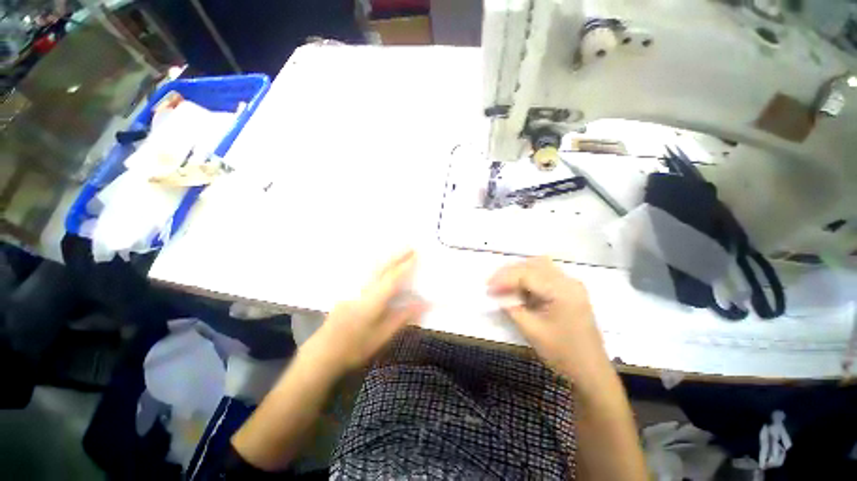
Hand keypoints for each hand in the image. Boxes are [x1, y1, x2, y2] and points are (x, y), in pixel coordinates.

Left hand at [308, 250, 425, 374]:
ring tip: (398, 250)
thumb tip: (422, 304)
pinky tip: (381, 263)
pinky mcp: (348, 291)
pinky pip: (366, 272)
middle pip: (382, 268)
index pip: (392, 279)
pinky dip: (377, 264)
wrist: (322, 353)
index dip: (405, 267)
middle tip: (411, 246)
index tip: (416, 256)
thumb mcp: (381, 336)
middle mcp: (362, 290)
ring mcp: (353, 289)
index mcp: (372, 302)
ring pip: (372, 268)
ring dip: (387, 257)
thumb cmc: (355, 348)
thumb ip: (401, 317)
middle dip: (397, 256)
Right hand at [488, 257, 608, 381]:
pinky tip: (519, 287)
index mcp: (562, 291)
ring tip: (503, 283)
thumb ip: (512, 308)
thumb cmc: (563, 354)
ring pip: (539, 266)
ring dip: (518, 271)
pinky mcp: (570, 290)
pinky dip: (529, 277)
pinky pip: (545, 274)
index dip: (504, 279)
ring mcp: (571, 284)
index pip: (526, 275)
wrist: (591, 372)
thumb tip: (496, 294)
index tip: (488, 288)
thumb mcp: (532, 331)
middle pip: (533, 265)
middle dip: (509, 272)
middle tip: (492, 283)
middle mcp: (568, 281)